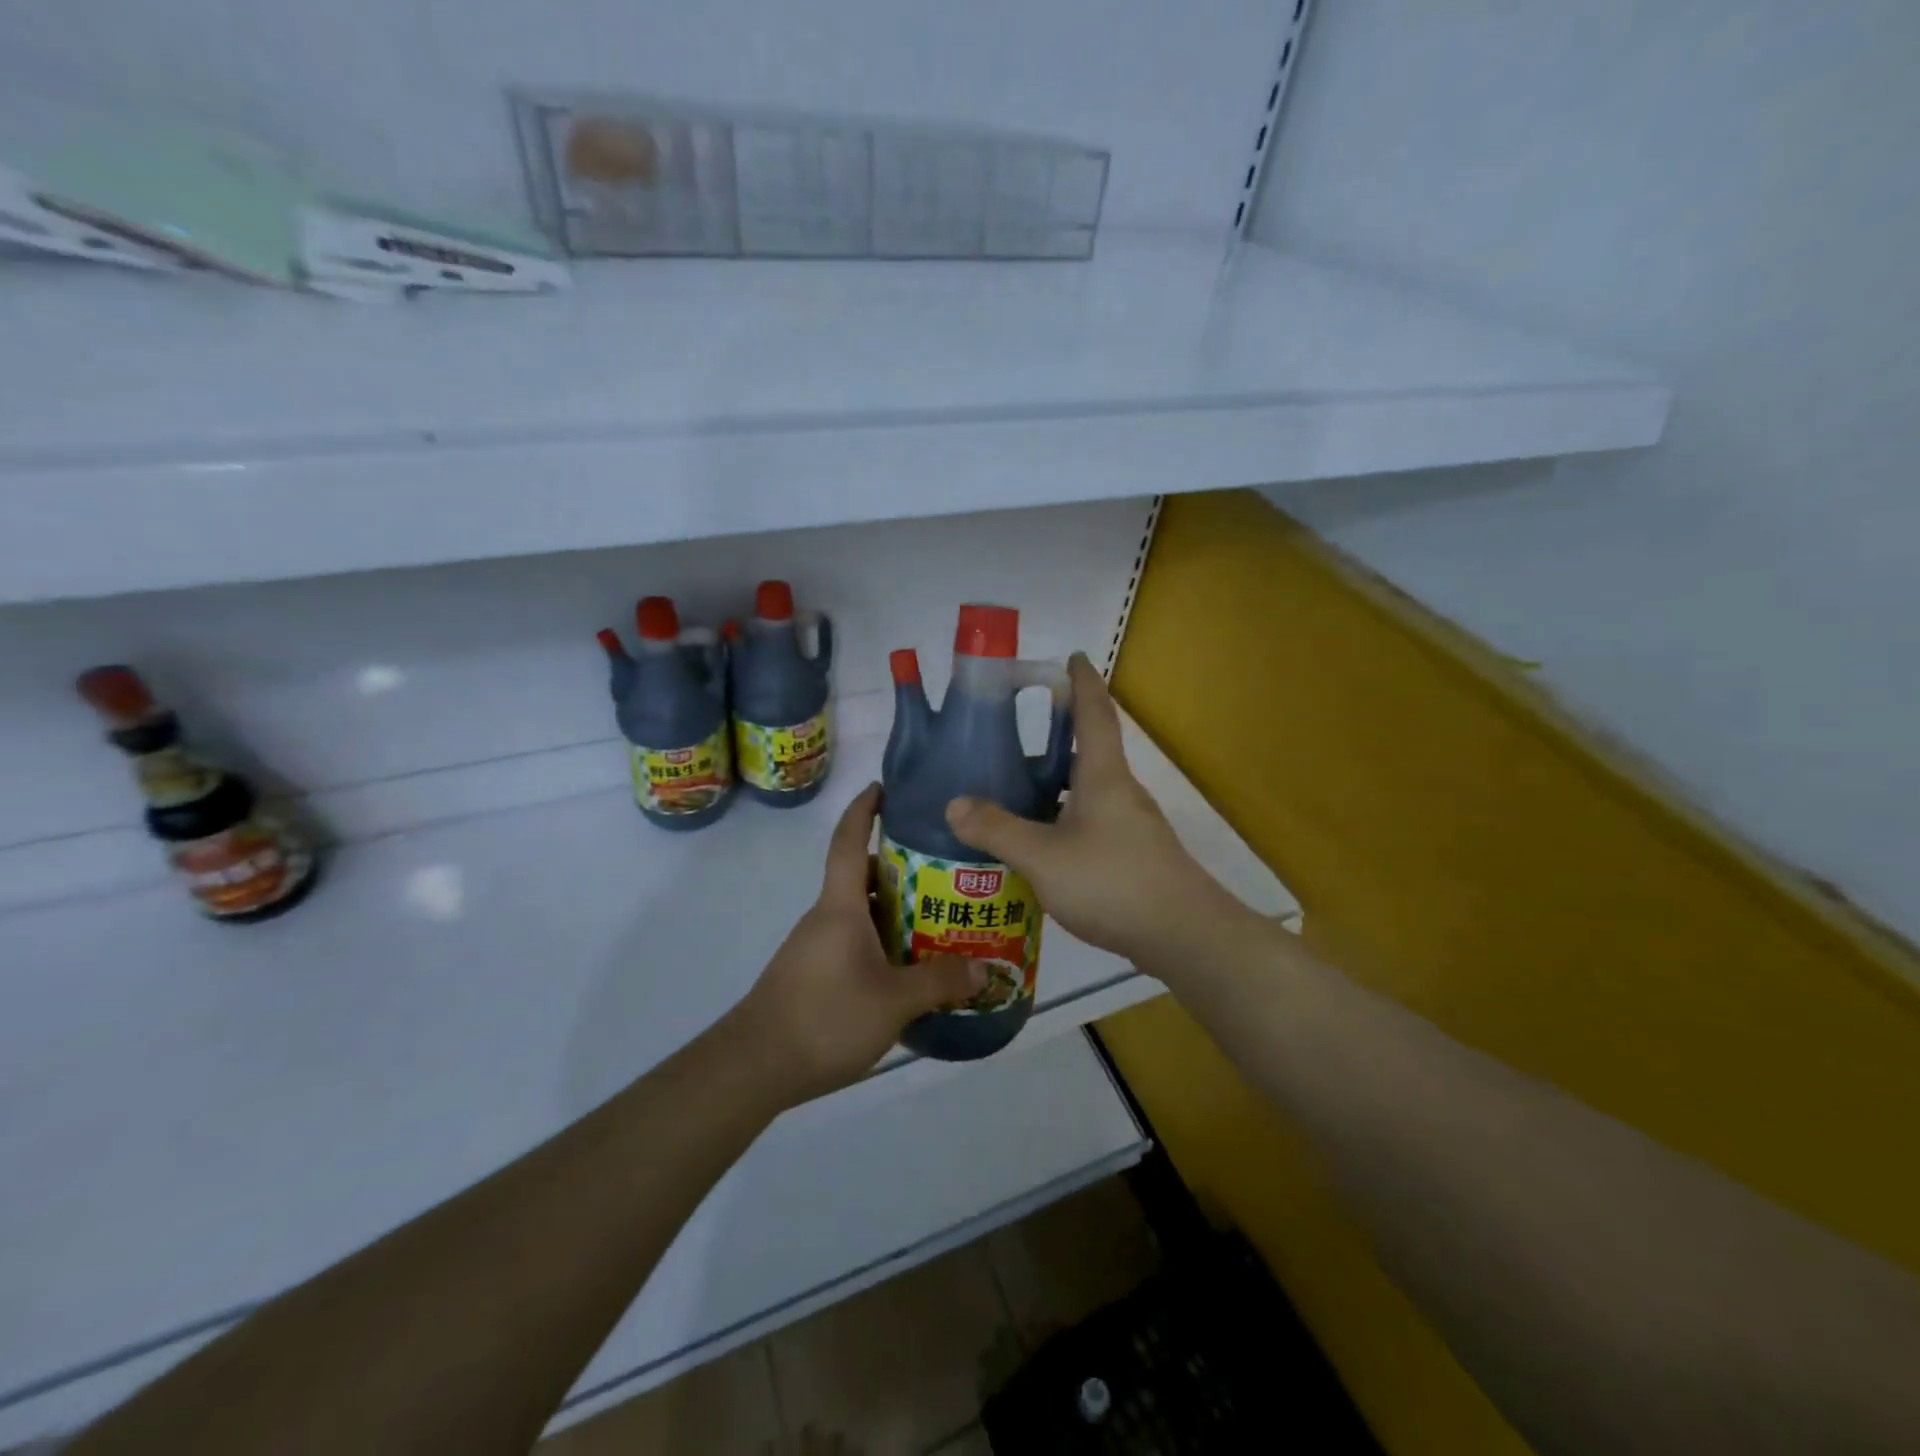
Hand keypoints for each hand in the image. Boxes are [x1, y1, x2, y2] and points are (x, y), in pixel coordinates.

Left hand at [726, 783, 984, 1103]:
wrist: (753, 1066)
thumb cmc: (825, 1017)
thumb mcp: (893, 1001)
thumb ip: (940, 982)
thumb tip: (983, 968)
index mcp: (840, 905)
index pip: (849, 840)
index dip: (864, 809)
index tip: (883, 788)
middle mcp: (825, 917)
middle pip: (863, 878)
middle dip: (901, 870)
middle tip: (946, 876)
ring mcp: (815, 947)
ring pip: (860, 914)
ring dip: (894, 913)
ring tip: (938, 925)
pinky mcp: (813, 975)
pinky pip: (853, 943)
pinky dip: (881, 944)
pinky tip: (906, 972)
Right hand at [945, 653, 1228, 968]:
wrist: (1183, 936)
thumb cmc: (1113, 881)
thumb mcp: (1043, 856)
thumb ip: (997, 829)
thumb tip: (954, 803)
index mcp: (1103, 776)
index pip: (1094, 714)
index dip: (1082, 683)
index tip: (1073, 657)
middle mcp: (1120, 792)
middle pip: (1087, 752)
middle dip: (1055, 738)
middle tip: (1012, 736)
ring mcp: (1130, 826)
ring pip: (1086, 792)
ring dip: (1054, 785)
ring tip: (1012, 792)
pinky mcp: (1132, 856)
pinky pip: (1090, 823)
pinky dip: (1062, 820)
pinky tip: (1038, 845)